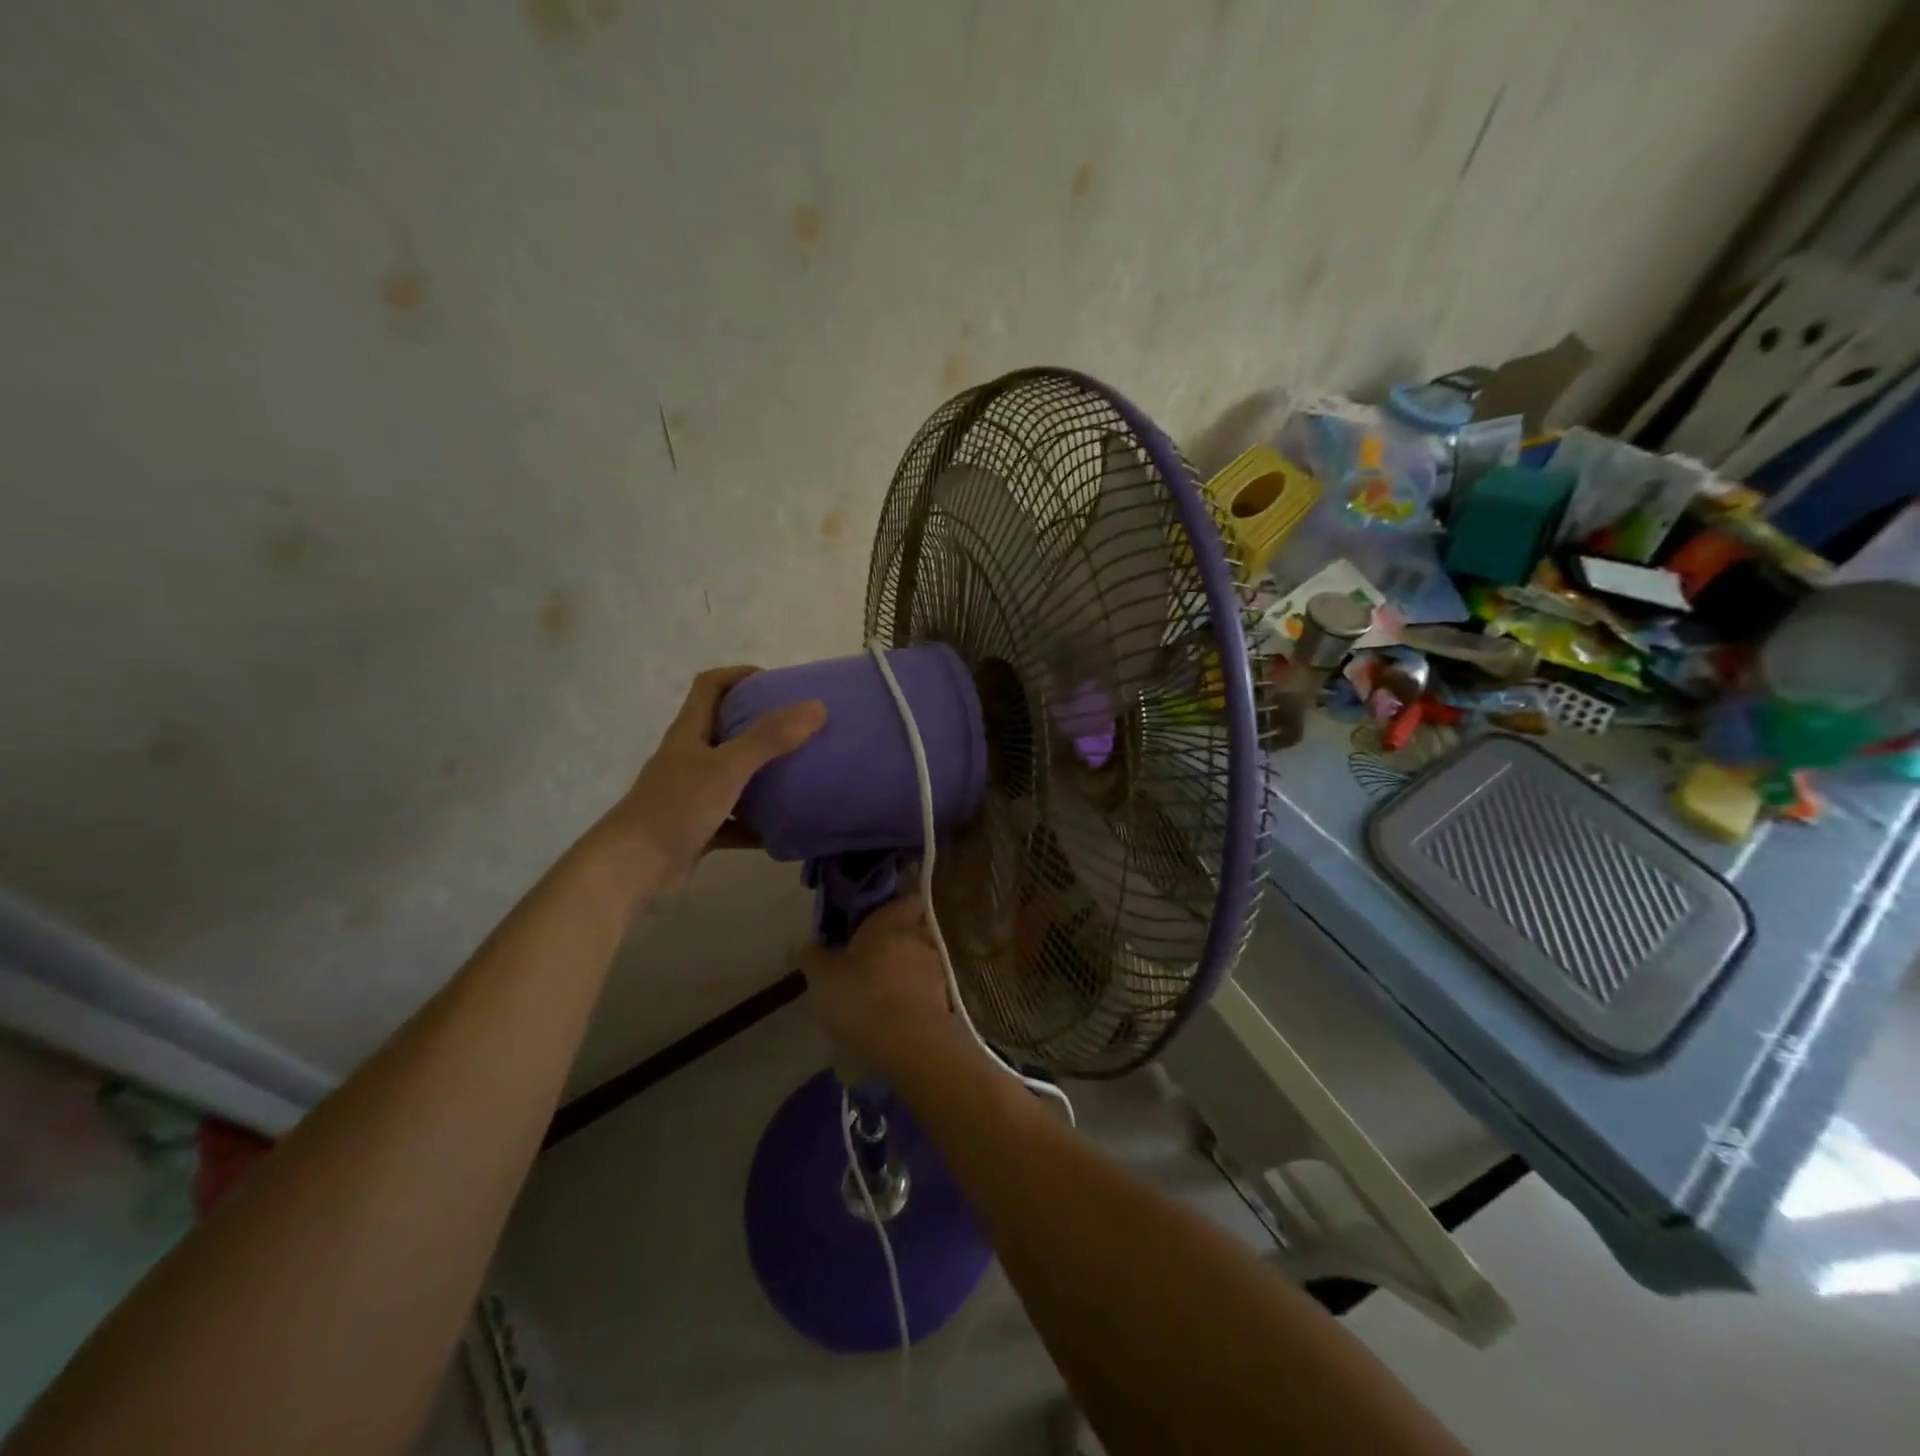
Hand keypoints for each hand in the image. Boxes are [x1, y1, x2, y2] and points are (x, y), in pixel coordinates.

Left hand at [608, 666, 824, 890]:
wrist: (633, 866)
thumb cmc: (677, 806)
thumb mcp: (727, 767)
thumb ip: (770, 737)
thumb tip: (816, 706)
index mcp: (689, 732)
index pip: (710, 686)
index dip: (740, 675)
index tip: (775, 681)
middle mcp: (688, 758)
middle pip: (724, 728)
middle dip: (759, 724)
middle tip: (797, 726)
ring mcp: (691, 794)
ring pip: (732, 776)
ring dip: (761, 774)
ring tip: (799, 772)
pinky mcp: (697, 828)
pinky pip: (734, 819)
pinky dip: (757, 823)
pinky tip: (784, 827)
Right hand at [802, 894, 953, 1071]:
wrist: (911, 1043)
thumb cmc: (862, 997)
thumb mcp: (823, 978)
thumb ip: (814, 956)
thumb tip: (810, 944)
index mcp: (891, 921)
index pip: (904, 899)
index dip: (891, 908)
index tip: (870, 922)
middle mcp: (918, 936)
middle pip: (909, 930)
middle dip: (893, 942)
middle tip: (868, 960)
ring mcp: (935, 966)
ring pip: (918, 959)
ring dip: (903, 970)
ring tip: (880, 992)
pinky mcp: (944, 996)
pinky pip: (924, 987)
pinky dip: (912, 995)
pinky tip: (893, 1013)